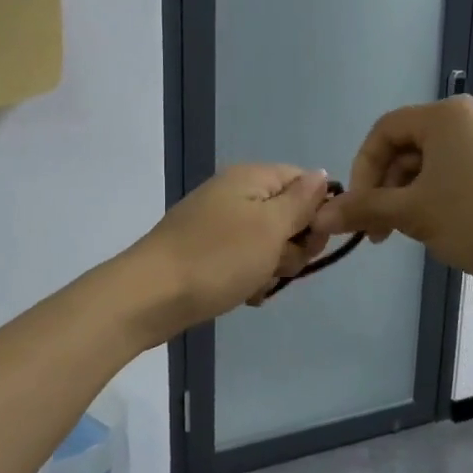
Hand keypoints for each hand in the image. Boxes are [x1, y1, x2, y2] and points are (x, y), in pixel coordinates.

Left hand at [121, 164, 333, 342]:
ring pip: (269, 244)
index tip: (312, 240)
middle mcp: (235, 194)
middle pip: (288, 215)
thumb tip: (322, 175)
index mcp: (251, 178)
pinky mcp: (208, 252)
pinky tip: (244, 295)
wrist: (151, 296)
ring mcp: (219, 224)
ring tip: (255, 283)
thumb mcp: (270, 227)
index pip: (304, 181)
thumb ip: (301, 201)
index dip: (317, 211)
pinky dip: (249, 278)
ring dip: (272, 267)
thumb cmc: (218, 258)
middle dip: (293, 246)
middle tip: (278, 264)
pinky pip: (244, 261)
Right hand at [311, 96, 472, 292]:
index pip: (384, 131)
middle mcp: (469, 116)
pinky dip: (435, 195)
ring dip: (407, 195)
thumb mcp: (411, 213)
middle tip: (379, 230)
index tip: (357, 208)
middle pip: (407, 146)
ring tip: (407, 232)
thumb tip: (322, 216)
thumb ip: (364, 208)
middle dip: (385, 188)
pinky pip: (455, 172)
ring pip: (430, 163)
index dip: (362, 168)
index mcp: (445, 115)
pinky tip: (437, 226)